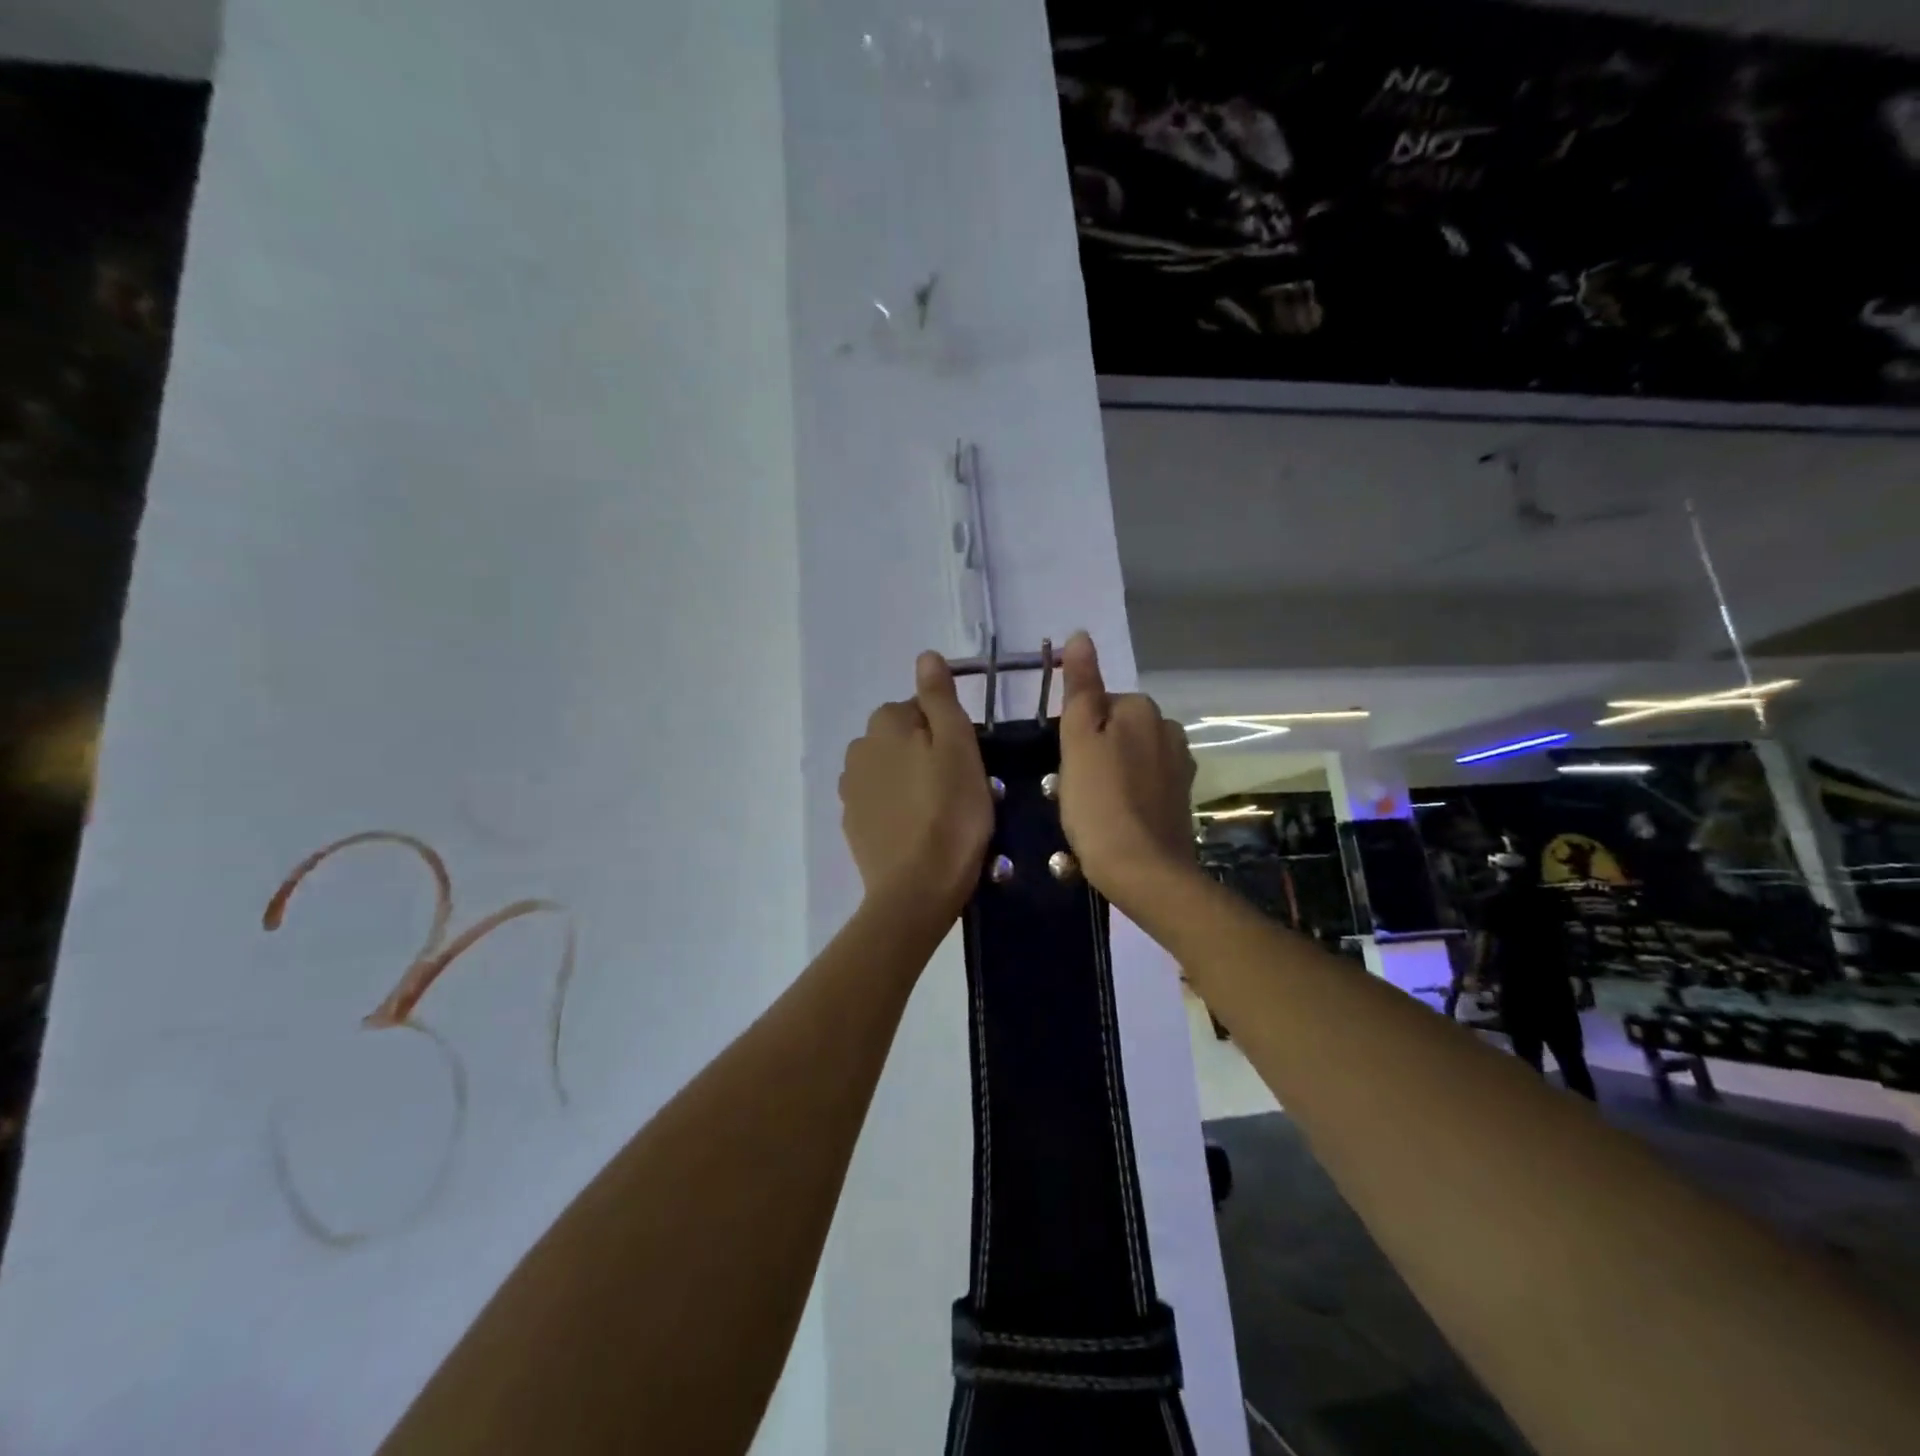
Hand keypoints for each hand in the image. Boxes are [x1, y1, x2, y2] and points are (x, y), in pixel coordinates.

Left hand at [840, 653, 994, 921]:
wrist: (917, 888)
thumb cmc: (950, 812)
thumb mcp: (958, 746)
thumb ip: (940, 698)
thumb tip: (926, 656)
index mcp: (885, 723)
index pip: (920, 709)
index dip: (948, 732)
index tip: (967, 763)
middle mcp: (858, 749)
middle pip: (902, 738)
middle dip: (926, 753)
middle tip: (958, 787)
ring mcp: (850, 789)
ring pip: (890, 769)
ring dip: (910, 780)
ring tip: (939, 812)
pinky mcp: (852, 823)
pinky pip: (879, 801)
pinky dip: (897, 807)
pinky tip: (917, 830)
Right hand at [1055, 632, 1197, 908]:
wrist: (1144, 872)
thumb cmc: (1100, 803)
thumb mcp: (1078, 740)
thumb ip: (1081, 688)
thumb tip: (1080, 636)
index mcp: (1143, 711)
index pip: (1100, 703)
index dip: (1077, 732)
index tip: (1065, 764)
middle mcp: (1169, 731)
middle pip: (1118, 729)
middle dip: (1096, 751)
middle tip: (1074, 788)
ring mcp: (1180, 768)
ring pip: (1131, 757)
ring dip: (1111, 774)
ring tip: (1092, 808)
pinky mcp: (1181, 801)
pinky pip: (1145, 785)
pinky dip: (1129, 796)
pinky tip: (1115, 820)